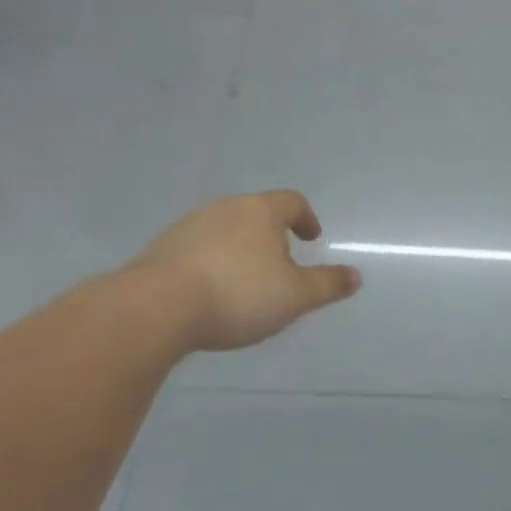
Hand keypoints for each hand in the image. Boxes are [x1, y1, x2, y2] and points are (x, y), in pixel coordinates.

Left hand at [123, 191, 361, 351]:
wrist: (155, 308)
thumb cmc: (238, 294)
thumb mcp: (295, 296)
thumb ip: (327, 285)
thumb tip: (355, 276)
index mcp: (261, 211)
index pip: (292, 202)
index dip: (306, 219)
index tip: (311, 239)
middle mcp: (224, 209)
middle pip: (256, 214)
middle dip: (271, 236)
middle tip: (281, 264)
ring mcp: (188, 226)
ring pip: (224, 231)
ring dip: (239, 251)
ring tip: (244, 283)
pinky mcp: (160, 249)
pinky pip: (196, 251)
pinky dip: (210, 265)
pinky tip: (209, 295)